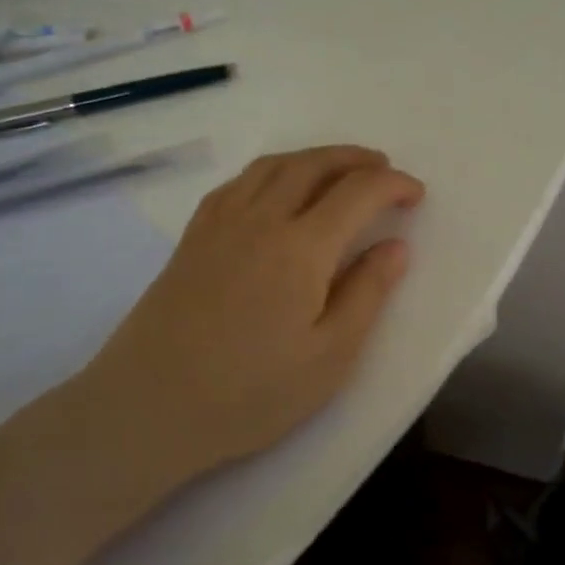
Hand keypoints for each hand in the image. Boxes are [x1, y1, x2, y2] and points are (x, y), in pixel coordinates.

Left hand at [82, 145, 424, 484]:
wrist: (148, 407)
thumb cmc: (250, 392)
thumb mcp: (329, 356)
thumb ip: (367, 294)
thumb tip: (396, 246)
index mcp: (301, 247)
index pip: (357, 192)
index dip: (393, 184)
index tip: (416, 195)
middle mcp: (260, 219)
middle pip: (313, 165)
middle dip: (355, 159)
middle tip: (383, 168)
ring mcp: (220, 224)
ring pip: (272, 166)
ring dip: (313, 157)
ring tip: (337, 169)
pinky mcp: (192, 238)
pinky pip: (238, 183)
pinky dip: (270, 171)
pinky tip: (275, 189)